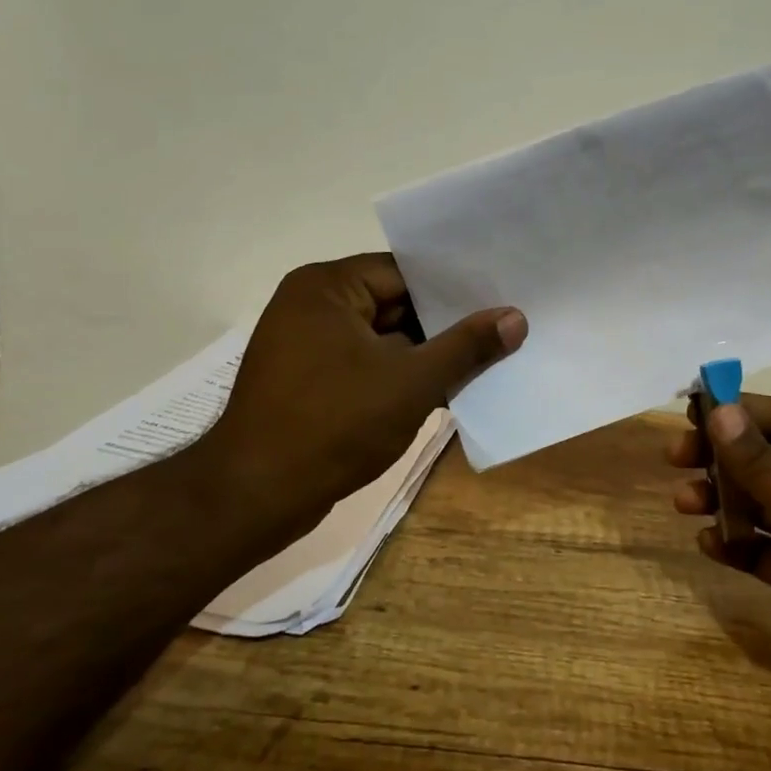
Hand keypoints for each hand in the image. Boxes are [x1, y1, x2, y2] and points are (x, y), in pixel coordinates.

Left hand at [192, 253, 525, 534]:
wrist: (254, 498)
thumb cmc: (333, 426)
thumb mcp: (411, 382)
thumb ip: (466, 347)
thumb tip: (516, 317)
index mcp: (327, 287)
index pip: (406, 272)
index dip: (456, 288)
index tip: (502, 296)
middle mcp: (313, 305)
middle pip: (396, 304)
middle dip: (446, 324)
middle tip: (504, 328)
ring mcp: (308, 345)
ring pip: (385, 338)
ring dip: (427, 354)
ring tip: (488, 358)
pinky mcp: (310, 381)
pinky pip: (368, 364)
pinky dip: (401, 376)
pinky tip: (447, 389)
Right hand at [667, 394, 770, 734]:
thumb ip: (767, 464)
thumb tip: (719, 412)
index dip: (741, 410)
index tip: (693, 410)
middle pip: (765, 459)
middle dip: (721, 455)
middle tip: (677, 457)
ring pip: (757, 505)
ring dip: (720, 499)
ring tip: (685, 502)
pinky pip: (758, 551)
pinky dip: (732, 545)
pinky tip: (708, 545)